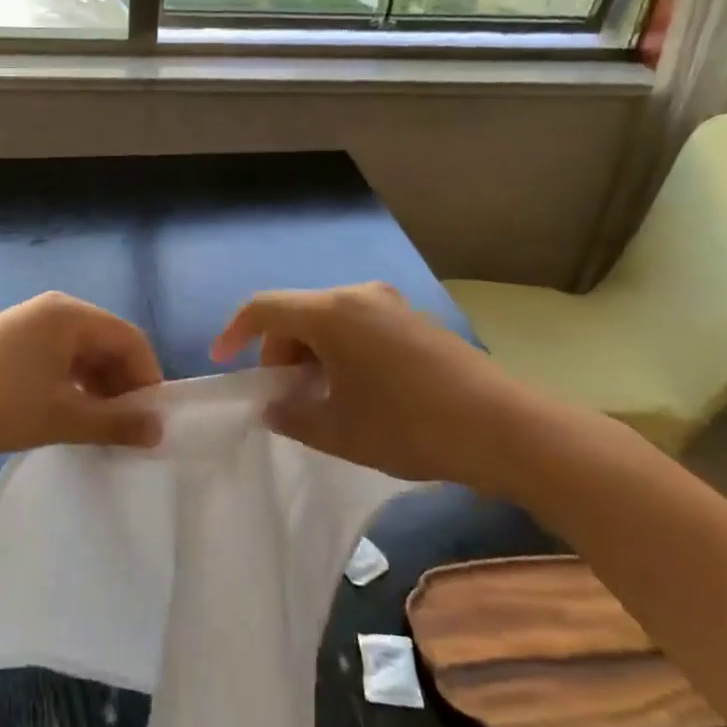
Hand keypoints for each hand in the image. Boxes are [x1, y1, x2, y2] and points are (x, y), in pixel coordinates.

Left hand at [0, 292, 163, 461]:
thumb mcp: (61, 417)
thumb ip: (115, 423)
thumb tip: (159, 430)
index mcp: (70, 315)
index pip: (130, 339)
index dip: (148, 378)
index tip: (153, 421)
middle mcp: (54, 310)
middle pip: (108, 343)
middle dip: (123, 385)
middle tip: (129, 430)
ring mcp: (30, 324)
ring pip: (83, 354)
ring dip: (99, 388)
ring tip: (101, 429)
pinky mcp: (12, 342)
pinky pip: (59, 359)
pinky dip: (73, 385)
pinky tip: (71, 416)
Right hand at [211, 282, 549, 493]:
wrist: (504, 428)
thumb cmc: (409, 425)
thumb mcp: (339, 431)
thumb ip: (292, 416)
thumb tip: (274, 407)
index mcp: (331, 312)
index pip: (264, 308)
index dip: (235, 331)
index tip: (223, 361)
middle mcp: (358, 295)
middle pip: (297, 314)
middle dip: (279, 353)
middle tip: (282, 398)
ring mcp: (390, 305)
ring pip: (328, 321)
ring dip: (311, 355)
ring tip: (318, 401)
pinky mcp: (414, 321)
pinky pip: (358, 327)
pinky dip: (340, 352)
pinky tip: (355, 392)